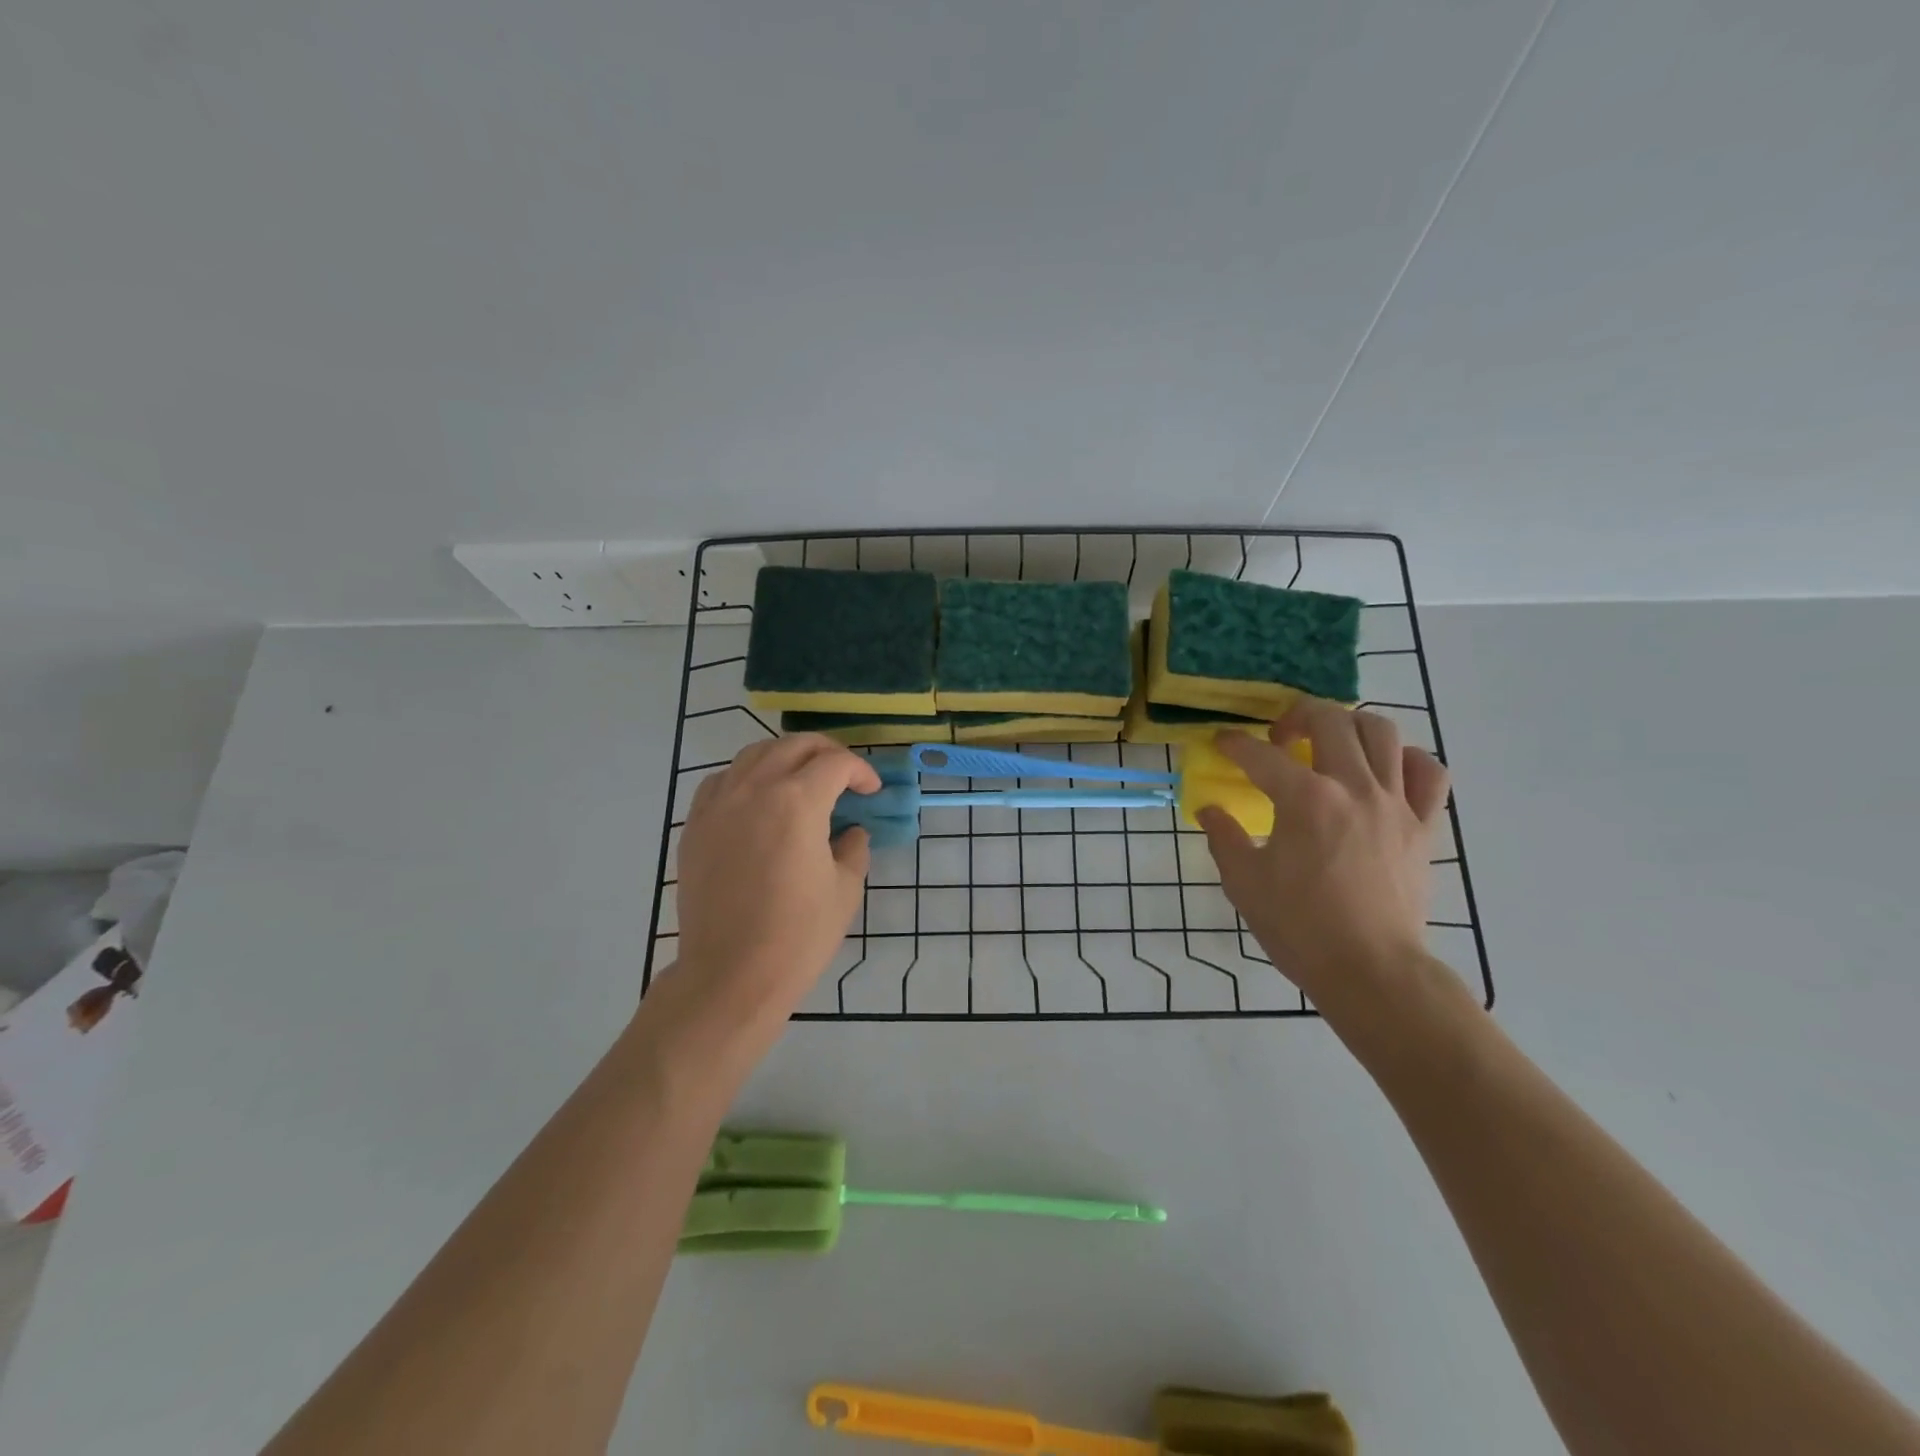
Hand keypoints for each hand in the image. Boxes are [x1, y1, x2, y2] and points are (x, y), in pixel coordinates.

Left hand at [668, 735, 879, 1032]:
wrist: (731, 974)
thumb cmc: (798, 934)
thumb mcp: (845, 889)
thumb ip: (853, 848)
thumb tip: (850, 833)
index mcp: (797, 801)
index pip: (835, 763)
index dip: (860, 771)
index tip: (871, 791)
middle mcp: (755, 789)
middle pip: (794, 745)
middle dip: (826, 752)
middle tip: (844, 775)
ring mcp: (719, 804)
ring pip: (754, 755)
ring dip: (786, 757)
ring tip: (802, 779)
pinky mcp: (696, 825)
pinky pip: (722, 780)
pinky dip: (747, 777)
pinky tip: (758, 799)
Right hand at [1198, 702, 1450, 1010]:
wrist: (1371, 971)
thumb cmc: (1300, 928)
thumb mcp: (1245, 884)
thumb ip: (1224, 839)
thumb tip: (1209, 811)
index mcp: (1304, 800)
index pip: (1260, 755)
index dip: (1234, 744)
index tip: (1222, 743)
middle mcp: (1352, 788)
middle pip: (1330, 721)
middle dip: (1297, 716)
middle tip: (1280, 738)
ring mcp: (1394, 804)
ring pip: (1382, 733)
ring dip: (1350, 726)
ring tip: (1332, 742)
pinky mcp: (1423, 826)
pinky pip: (1428, 773)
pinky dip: (1407, 760)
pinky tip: (1385, 770)